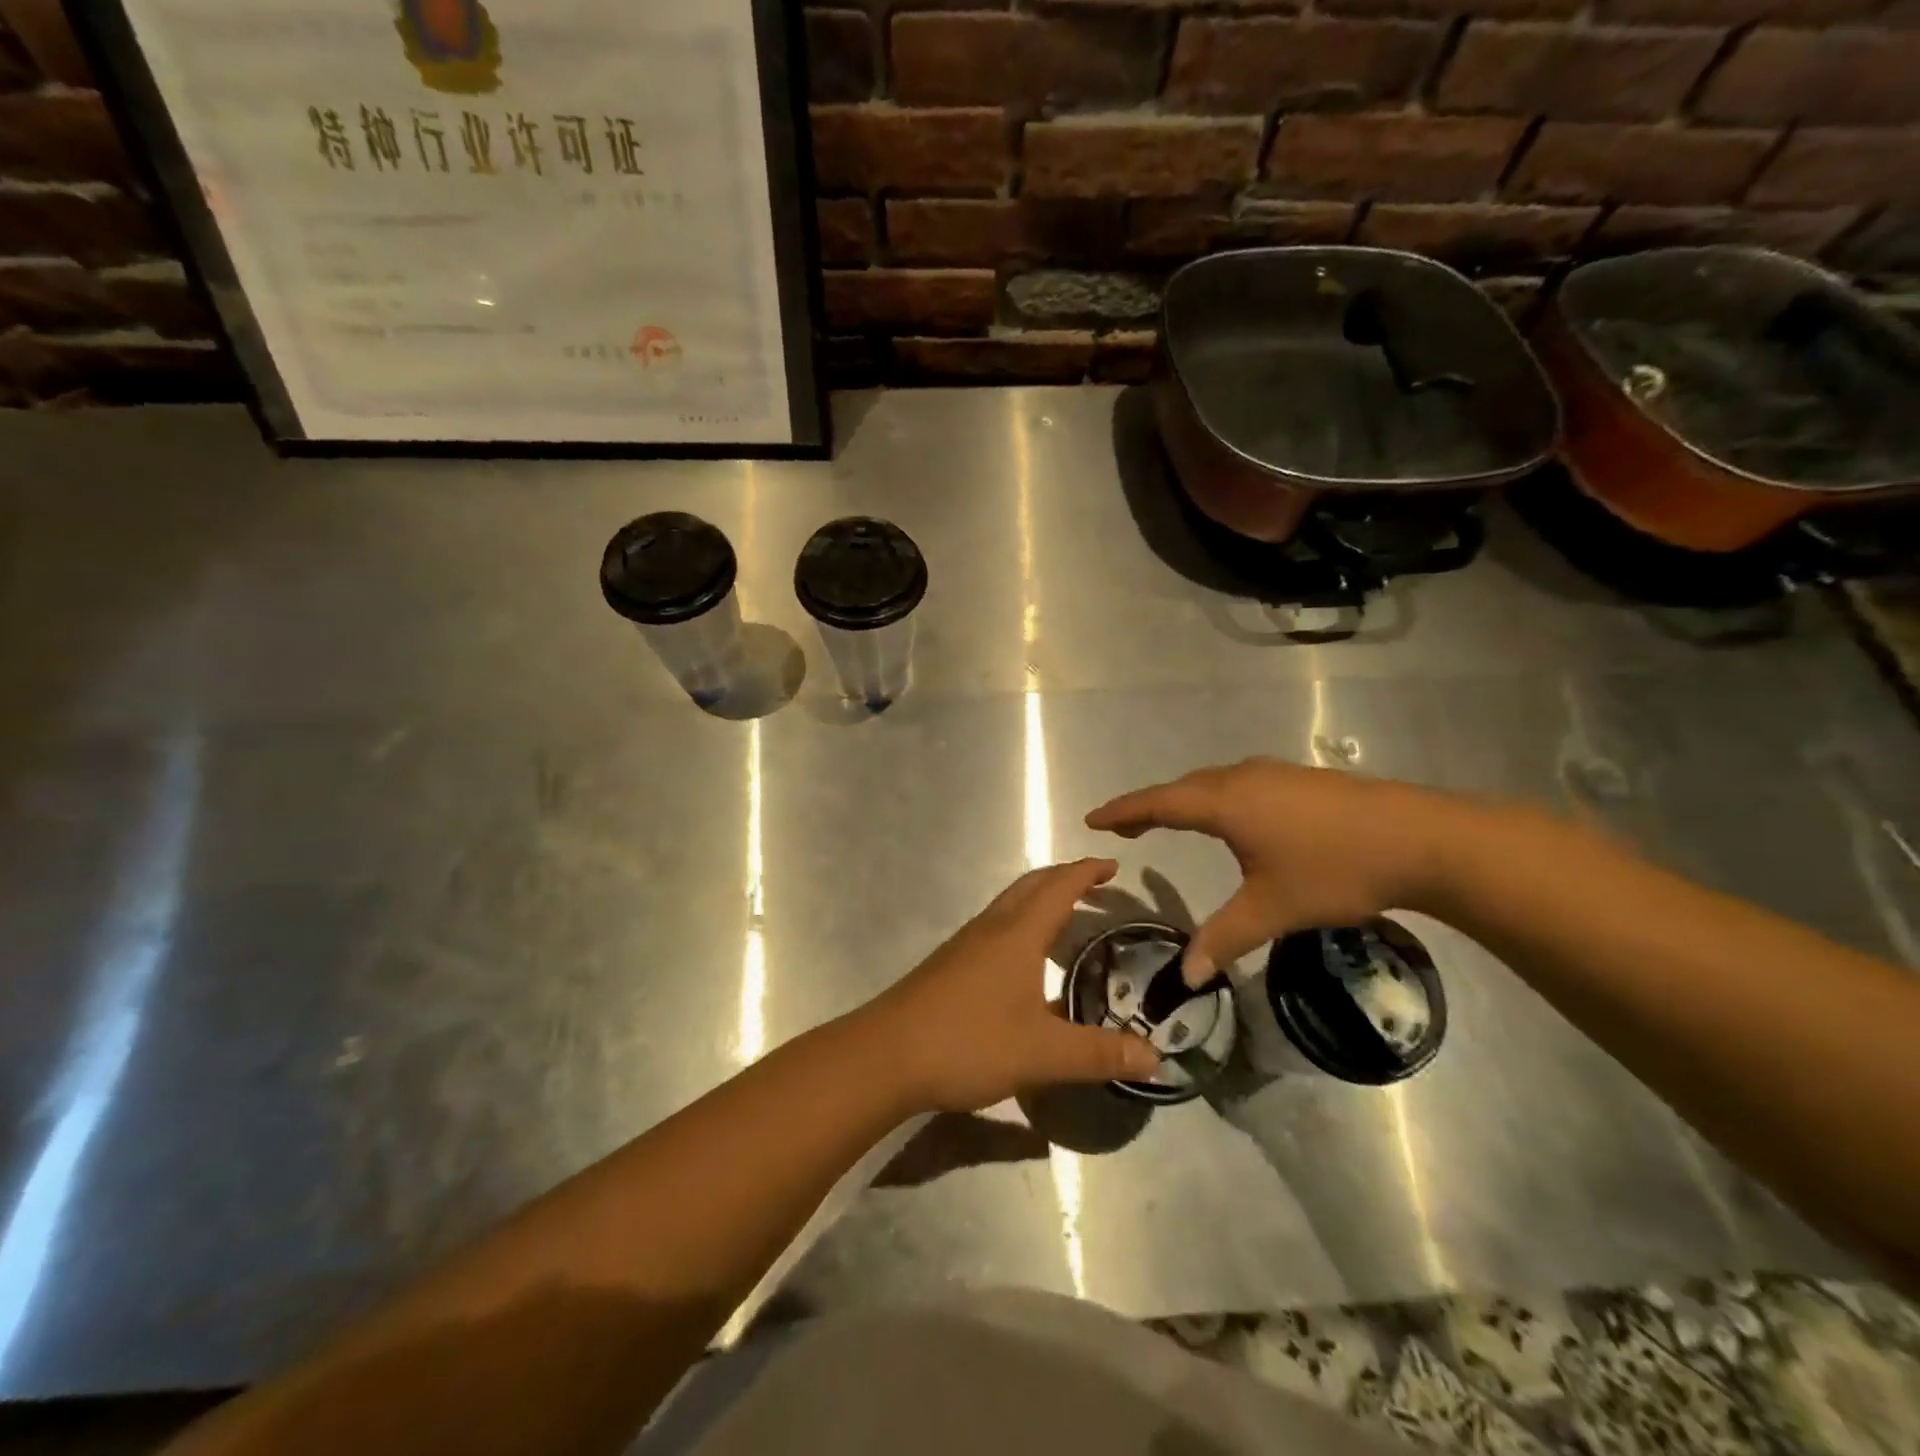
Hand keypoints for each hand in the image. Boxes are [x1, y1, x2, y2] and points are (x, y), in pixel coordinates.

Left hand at [861, 859, 1162, 1112]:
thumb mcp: (1042, 1053)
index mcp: (1017, 934)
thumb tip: (1157, 1058)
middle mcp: (991, 927)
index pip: (1059, 886)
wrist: (886, 1054)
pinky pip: (996, 926)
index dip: (1087, 872)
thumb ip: (1099, 1054)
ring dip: (1041, 900)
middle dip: (1065, 878)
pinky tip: (1025, 961)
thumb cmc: (968, 1041)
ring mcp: (966, 943)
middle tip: (1097, 887)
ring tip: (1068, 920)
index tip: (1114, 866)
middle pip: (1031, 886)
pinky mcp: (950, 964)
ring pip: (1010, 905)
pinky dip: (1021, 924)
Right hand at [1086, 759, 1468, 984]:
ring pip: (1212, 784)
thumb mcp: (1271, 910)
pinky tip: (1232, 819)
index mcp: (1224, 803)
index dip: (1123, 811)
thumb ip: (1223, 939)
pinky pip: (1238, 784)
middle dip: (1150, 807)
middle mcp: (1242, 778)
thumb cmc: (1334, 871)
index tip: (1093, 819)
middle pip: (1182, 788)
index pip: (1158, 803)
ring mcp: (1274, 774)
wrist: (1421, 838)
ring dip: (1184, 801)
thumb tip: (1187, 978)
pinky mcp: (1300, 780)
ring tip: (1170, 822)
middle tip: (1126, 828)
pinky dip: (1214, 799)